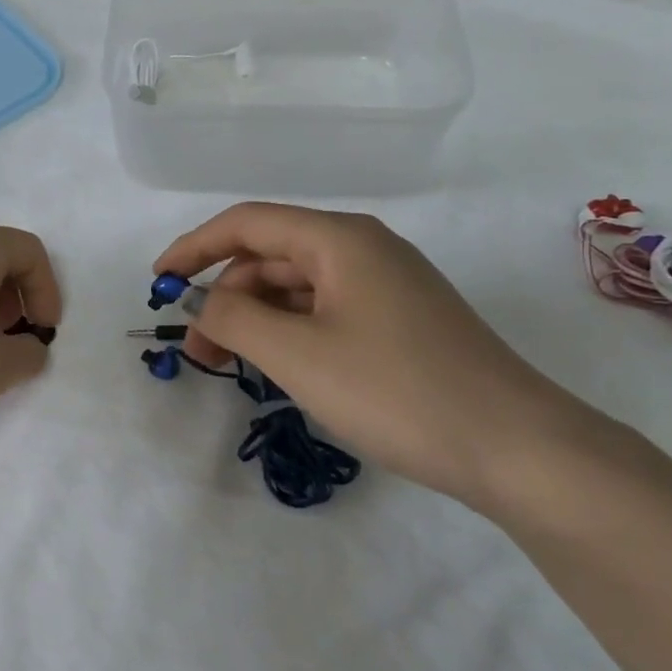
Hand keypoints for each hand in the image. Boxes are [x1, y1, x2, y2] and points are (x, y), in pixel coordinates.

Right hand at [155, 203, 602, 509]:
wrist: (515, 447)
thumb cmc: (395, 391)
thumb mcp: (297, 354)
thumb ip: (233, 317)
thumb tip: (205, 303)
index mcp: (339, 239)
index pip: (246, 223)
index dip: (193, 248)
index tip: (156, 283)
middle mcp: (363, 250)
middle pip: (270, 256)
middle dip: (223, 296)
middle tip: (198, 350)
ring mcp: (386, 286)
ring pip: (297, 288)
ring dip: (254, 319)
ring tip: (230, 365)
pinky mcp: (399, 321)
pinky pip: (324, 312)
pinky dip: (289, 333)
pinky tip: (279, 368)